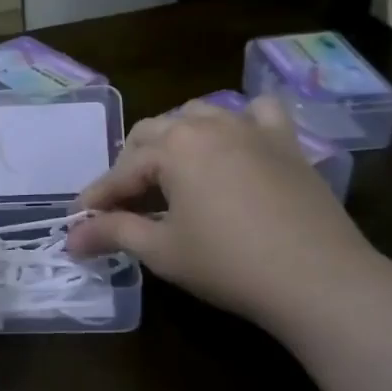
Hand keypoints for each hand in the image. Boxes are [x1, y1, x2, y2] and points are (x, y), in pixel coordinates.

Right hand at [67, 97, 379, 332]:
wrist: (318, 279)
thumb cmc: (229, 264)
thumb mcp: (163, 250)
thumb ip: (114, 233)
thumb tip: (72, 238)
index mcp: (173, 148)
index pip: (122, 171)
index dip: (97, 198)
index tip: (79, 221)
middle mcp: (208, 125)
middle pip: (153, 133)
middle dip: (131, 165)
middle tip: (123, 202)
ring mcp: (251, 128)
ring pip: (199, 114)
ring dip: (176, 137)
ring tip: (171, 170)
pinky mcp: (286, 142)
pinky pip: (258, 111)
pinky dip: (241, 119)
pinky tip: (236, 141)